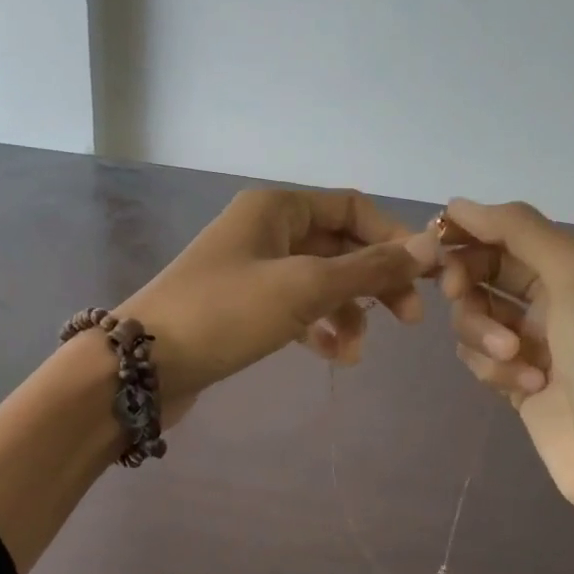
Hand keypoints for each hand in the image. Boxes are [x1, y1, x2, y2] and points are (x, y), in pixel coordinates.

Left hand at [117, 186, 433, 410]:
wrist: (142, 365)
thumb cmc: (225, 313)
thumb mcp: (304, 287)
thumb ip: (369, 268)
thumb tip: (430, 246)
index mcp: (277, 208)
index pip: (352, 209)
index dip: (393, 238)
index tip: (425, 277)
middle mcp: (265, 231)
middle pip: (339, 246)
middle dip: (375, 282)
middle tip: (407, 321)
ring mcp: (252, 271)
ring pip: (320, 282)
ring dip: (348, 313)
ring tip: (357, 354)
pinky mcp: (242, 309)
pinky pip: (296, 309)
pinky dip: (319, 329)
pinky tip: (334, 357)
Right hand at [436, 198, 573, 515]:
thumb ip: (518, 230)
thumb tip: (457, 205)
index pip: (506, 231)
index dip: (469, 233)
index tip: (433, 243)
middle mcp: (553, 294)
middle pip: (483, 272)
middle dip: (469, 286)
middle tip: (459, 296)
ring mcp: (533, 338)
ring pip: (473, 316)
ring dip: (484, 335)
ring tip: (514, 359)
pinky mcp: (515, 376)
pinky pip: (477, 356)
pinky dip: (493, 369)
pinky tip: (524, 387)